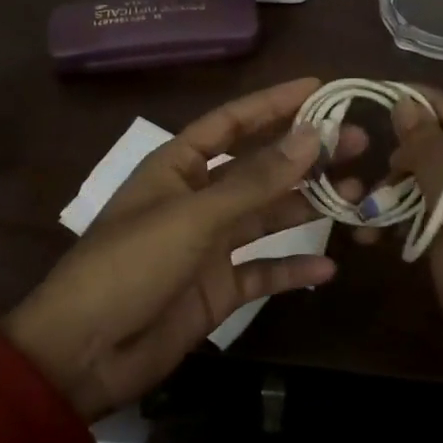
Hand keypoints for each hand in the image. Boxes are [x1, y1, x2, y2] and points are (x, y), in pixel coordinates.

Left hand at [0, 77, 365, 421]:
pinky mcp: (216, 290)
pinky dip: (292, 270)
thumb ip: (255, 180)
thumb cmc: (131, 266)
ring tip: (358, 194)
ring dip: (308, 206)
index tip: (320, 89)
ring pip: (266, 217)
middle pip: (258, 168)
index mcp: (177, 168)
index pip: (232, 123)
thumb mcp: (194, 217)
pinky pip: (262, 272)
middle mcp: (196, 200)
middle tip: (358, 143)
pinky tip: (328, 268)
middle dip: (304, 155)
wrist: (84, 352)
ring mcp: (207, 246)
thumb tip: (312, 135)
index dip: (273, 104)